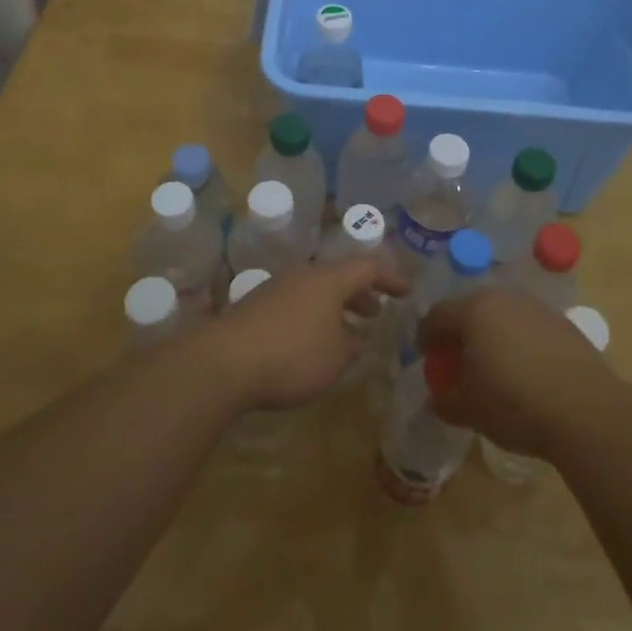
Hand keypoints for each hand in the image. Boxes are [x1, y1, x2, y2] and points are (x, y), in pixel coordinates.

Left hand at [208, 255, 406, 410]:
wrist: (225, 362)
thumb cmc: (293, 355)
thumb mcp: (335, 357)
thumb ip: (352, 344)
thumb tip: (358, 335)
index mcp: (329, 279)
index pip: (368, 268)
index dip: (390, 278)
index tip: (406, 291)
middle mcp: (303, 275)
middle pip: (339, 276)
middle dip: (360, 293)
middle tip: (375, 311)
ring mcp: (277, 288)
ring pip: (316, 290)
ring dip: (335, 306)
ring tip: (346, 329)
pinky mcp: (256, 306)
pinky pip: (296, 303)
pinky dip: (313, 315)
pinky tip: (311, 341)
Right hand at [417, 288, 614, 458]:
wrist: (585, 410)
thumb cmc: (514, 404)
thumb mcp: (469, 410)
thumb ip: (445, 401)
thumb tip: (436, 400)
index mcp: (474, 310)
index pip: (437, 316)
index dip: (426, 337)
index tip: (424, 356)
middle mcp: (504, 298)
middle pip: (471, 310)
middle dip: (460, 333)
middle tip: (457, 360)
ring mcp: (537, 307)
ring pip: (503, 316)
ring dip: (492, 335)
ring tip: (493, 366)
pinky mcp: (564, 323)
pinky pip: (529, 328)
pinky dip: (520, 343)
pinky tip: (526, 371)